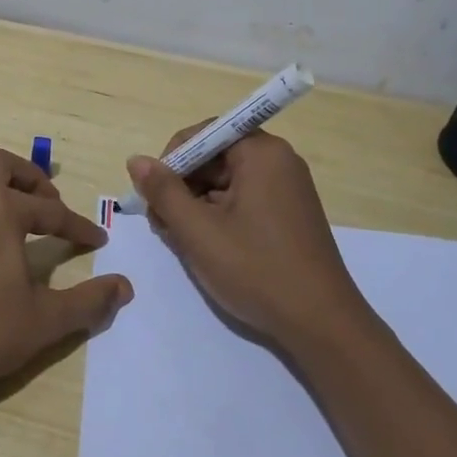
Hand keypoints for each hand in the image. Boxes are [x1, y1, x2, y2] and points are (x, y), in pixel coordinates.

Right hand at [126, 128, 368, 352]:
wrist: (320, 323)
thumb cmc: (255, 269)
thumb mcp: (198, 230)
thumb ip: (163, 191)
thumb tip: (136, 160)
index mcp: (261, 153)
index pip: (204, 133)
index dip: (172, 158)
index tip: (154, 194)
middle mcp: (278, 161)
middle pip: (215, 157)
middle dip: (182, 185)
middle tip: (162, 223)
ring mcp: (287, 189)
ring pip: (226, 183)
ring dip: (196, 205)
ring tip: (179, 240)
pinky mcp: (288, 215)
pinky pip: (243, 201)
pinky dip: (219, 217)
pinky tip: (205, 246)